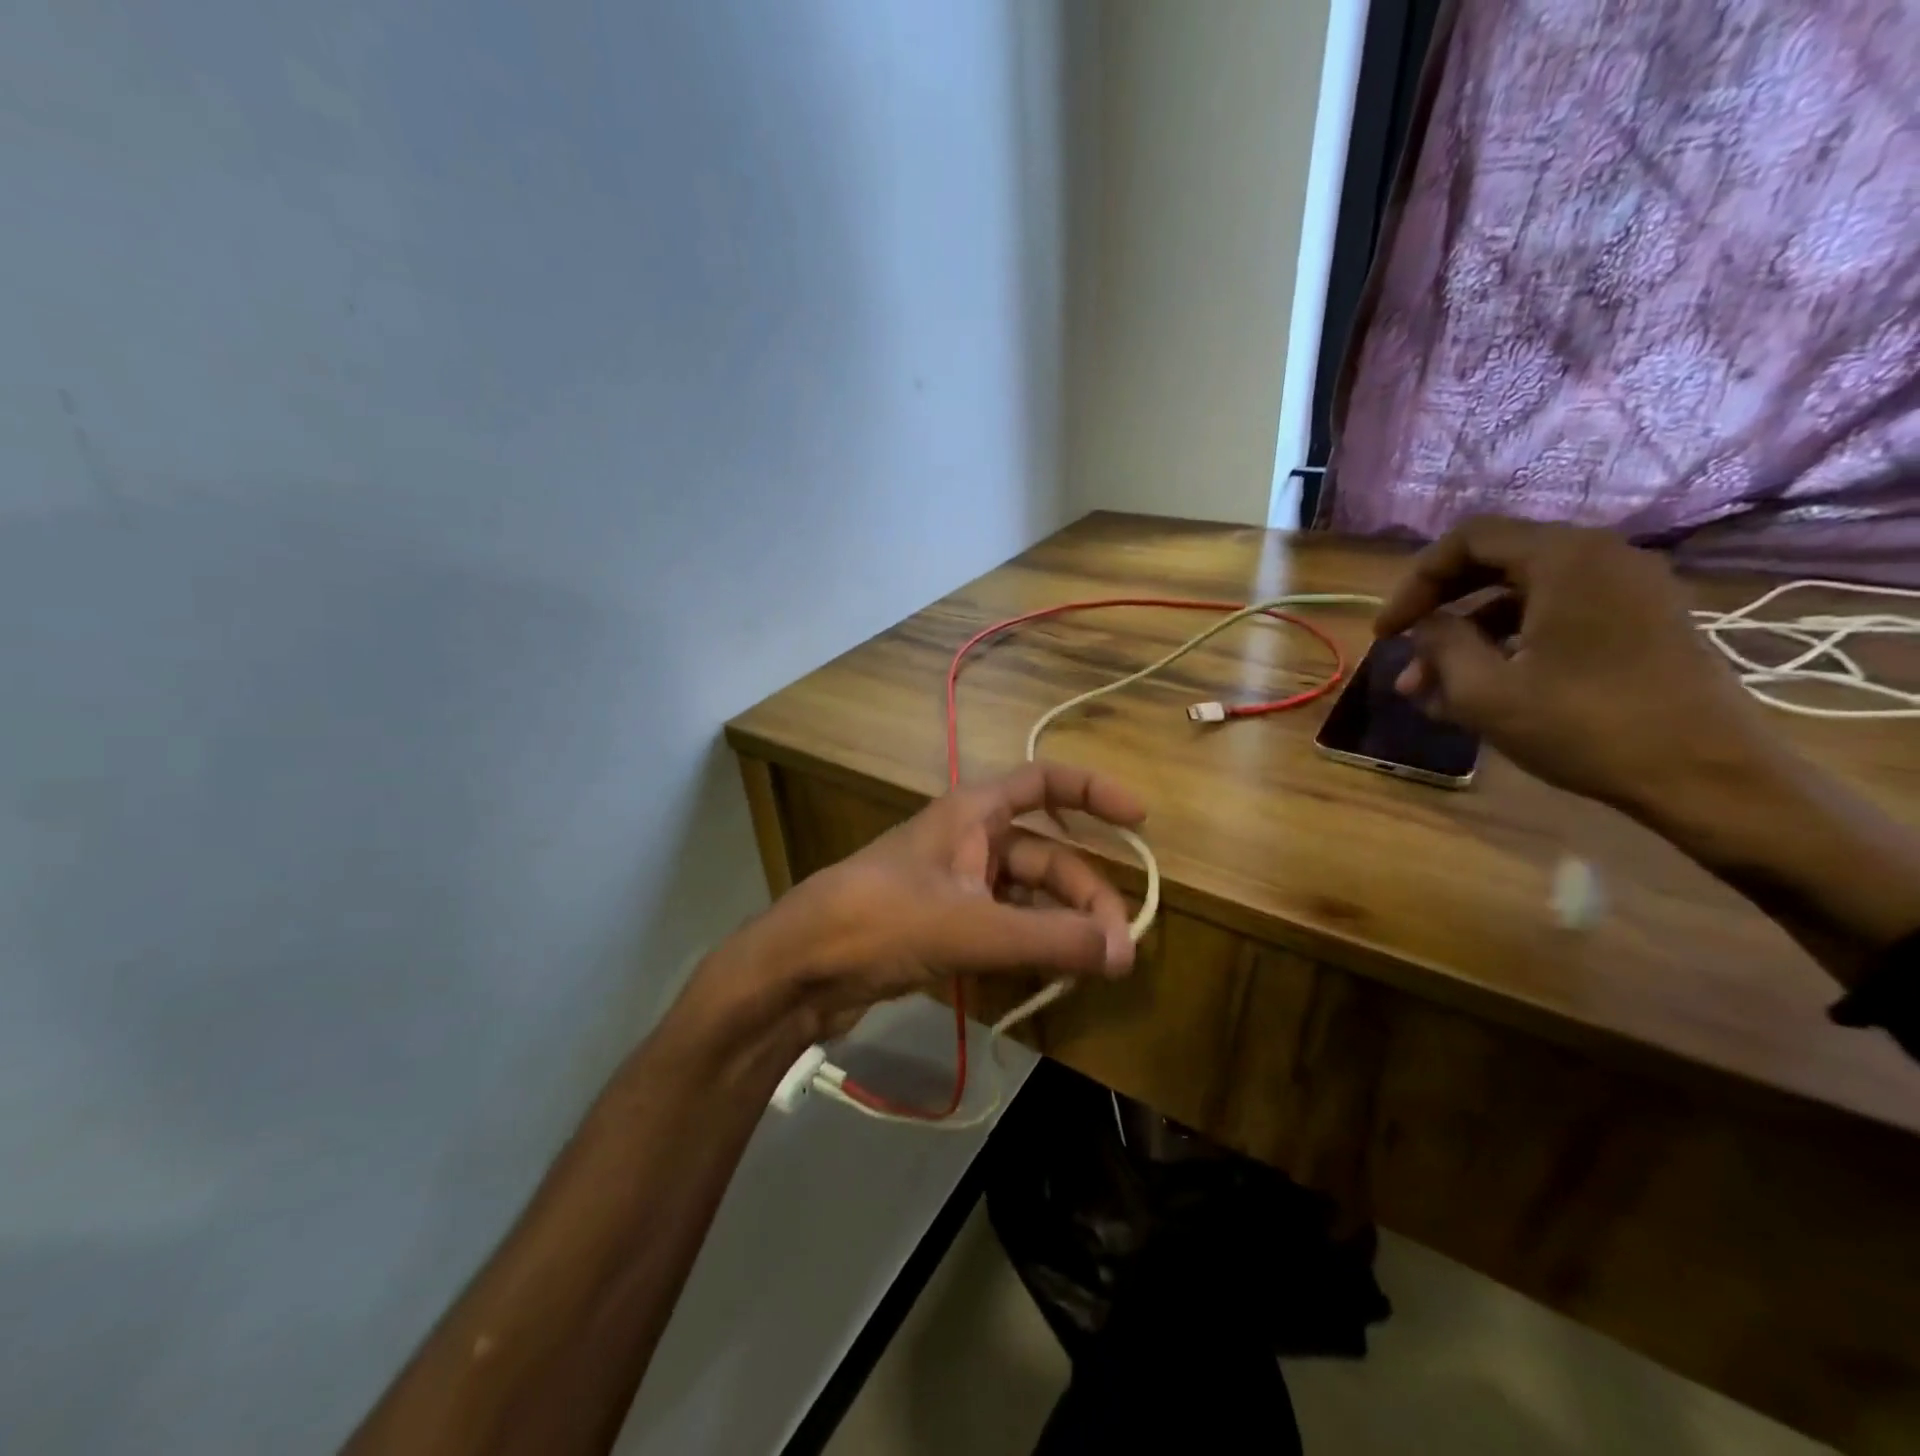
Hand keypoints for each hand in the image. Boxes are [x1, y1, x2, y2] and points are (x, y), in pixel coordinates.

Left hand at [735, 762, 1144, 1039]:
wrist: (800, 968)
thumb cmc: (880, 921)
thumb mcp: (969, 926)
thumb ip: (1048, 938)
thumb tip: (1125, 952)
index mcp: (972, 814)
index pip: (1043, 783)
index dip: (1093, 793)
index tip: (1140, 820)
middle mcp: (969, 841)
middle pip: (1047, 855)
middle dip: (1086, 895)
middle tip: (1118, 948)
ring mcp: (956, 885)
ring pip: (1028, 897)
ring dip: (1062, 926)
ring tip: (1094, 967)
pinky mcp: (944, 925)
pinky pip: (1005, 927)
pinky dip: (1033, 946)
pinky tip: (1053, 976)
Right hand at [1374, 516, 1769, 812]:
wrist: (1707, 777)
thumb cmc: (1585, 726)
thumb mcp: (1485, 690)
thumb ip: (1441, 644)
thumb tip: (1427, 626)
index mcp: (1564, 558)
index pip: (1467, 539)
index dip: (1415, 582)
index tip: (1388, 634)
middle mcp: (1601, 558)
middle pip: (1494, 563)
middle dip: (1438, 611)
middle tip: (1402, 654)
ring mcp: (1628, 591)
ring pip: (1521, 598)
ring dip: (1468, 638)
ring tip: (1429, 692)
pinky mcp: (1642, 625)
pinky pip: (1556, 618)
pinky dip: (1509, 646)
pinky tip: (1479, 692)